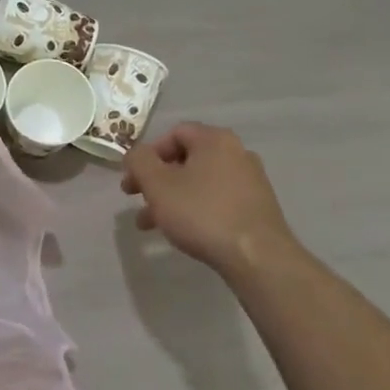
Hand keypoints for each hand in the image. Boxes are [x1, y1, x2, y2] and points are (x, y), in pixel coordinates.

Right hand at [121, 122, 296, 277]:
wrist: (257, 256)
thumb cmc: (202, 213)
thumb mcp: (158, 184)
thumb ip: (139, 161)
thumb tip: (135, 154)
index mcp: (215, 140)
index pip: (174, 133)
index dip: (148, 154)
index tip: (133, 179)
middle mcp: (237, 153)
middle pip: (186, 159)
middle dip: (156, 180)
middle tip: (135, 200)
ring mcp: (250, 181)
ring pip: (199, 183)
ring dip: (171, 198)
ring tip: (150, 224)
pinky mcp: (256, 207)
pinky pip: (217, 200)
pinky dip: (195, 209)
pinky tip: (182, 231)